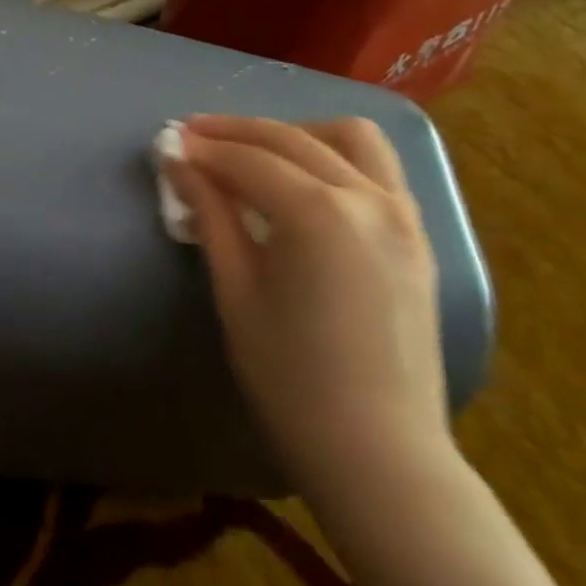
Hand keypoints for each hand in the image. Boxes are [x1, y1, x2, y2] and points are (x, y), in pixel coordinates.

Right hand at [165, 115, 449, 495]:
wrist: (379, 452)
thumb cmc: (290, 379)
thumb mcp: (236, 292)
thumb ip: (211, 216)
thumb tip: (179, 165)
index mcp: (318, 214)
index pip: (248, 160)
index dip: (203, 149)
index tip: (168, 143)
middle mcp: (367, 198)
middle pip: (291, 140)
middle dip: (236, 132)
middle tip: (192, 138)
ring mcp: (402, 214)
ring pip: (349, 138)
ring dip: (296, 133)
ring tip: (255, 152)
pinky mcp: (417, 236)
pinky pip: (378, 169)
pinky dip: (336, 156)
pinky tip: (306, 179)